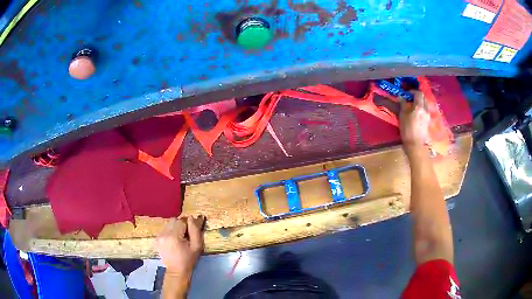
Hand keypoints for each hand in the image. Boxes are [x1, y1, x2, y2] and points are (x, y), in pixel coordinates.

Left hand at [156, 216, 204, 276]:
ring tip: (179, 239)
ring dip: (175, 228)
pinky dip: (170, 232)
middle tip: (185, 236)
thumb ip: (195, 230)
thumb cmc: (189, 259)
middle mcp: (164, 234)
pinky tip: (173, 242)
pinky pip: (164, 229)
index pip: (181, 221)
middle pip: (173, 220)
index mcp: (173, 236)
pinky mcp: (156, 239)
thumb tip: (192, 218)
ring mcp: (158, 236)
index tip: (191, 233)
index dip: (188, 225)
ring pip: (168, 224)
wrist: (176, 271)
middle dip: (181, 225)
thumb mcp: (197, 246)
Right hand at [399, 91, 429, 154]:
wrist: (416, 145)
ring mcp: (428, 116)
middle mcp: (425, 109)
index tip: (407, 93)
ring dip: (419, 104)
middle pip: (423, 98)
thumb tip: (401, 97)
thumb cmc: (408, 129)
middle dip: (417, 97)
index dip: (413, 91)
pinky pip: (424, 112)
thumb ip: (402, 105)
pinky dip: (420, 111)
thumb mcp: (402, 116)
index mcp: (419, 106)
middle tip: (409, 100)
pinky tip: (415, 116)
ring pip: (424, 105)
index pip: (418, 93)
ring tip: (412, 108)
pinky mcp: (428, 122)